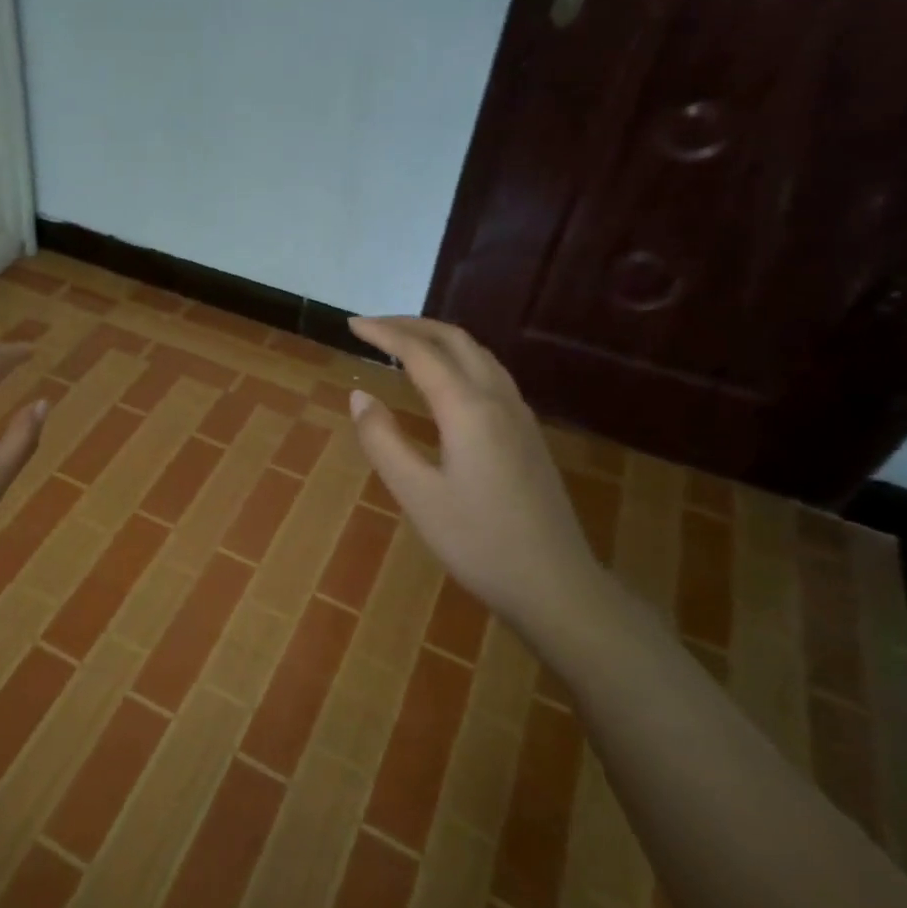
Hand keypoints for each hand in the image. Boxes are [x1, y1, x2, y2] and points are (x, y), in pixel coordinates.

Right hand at [346, 317, 603, 623]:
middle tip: (373, 326)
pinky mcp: (528, 433)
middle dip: (412, 325)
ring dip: (438, 338)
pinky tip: (446, 380)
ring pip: (478, 354)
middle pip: (455, 340)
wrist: (555, 583)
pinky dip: (459, 358)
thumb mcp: (417, 495)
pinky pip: (491, 373)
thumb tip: (360, 396)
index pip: (420, 353)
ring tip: (404, 343)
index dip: (384, 333)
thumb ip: (383, 441)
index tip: (351, 324)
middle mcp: (498, 400)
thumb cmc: (478, 542)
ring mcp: (519, 415)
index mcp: (468, 410)